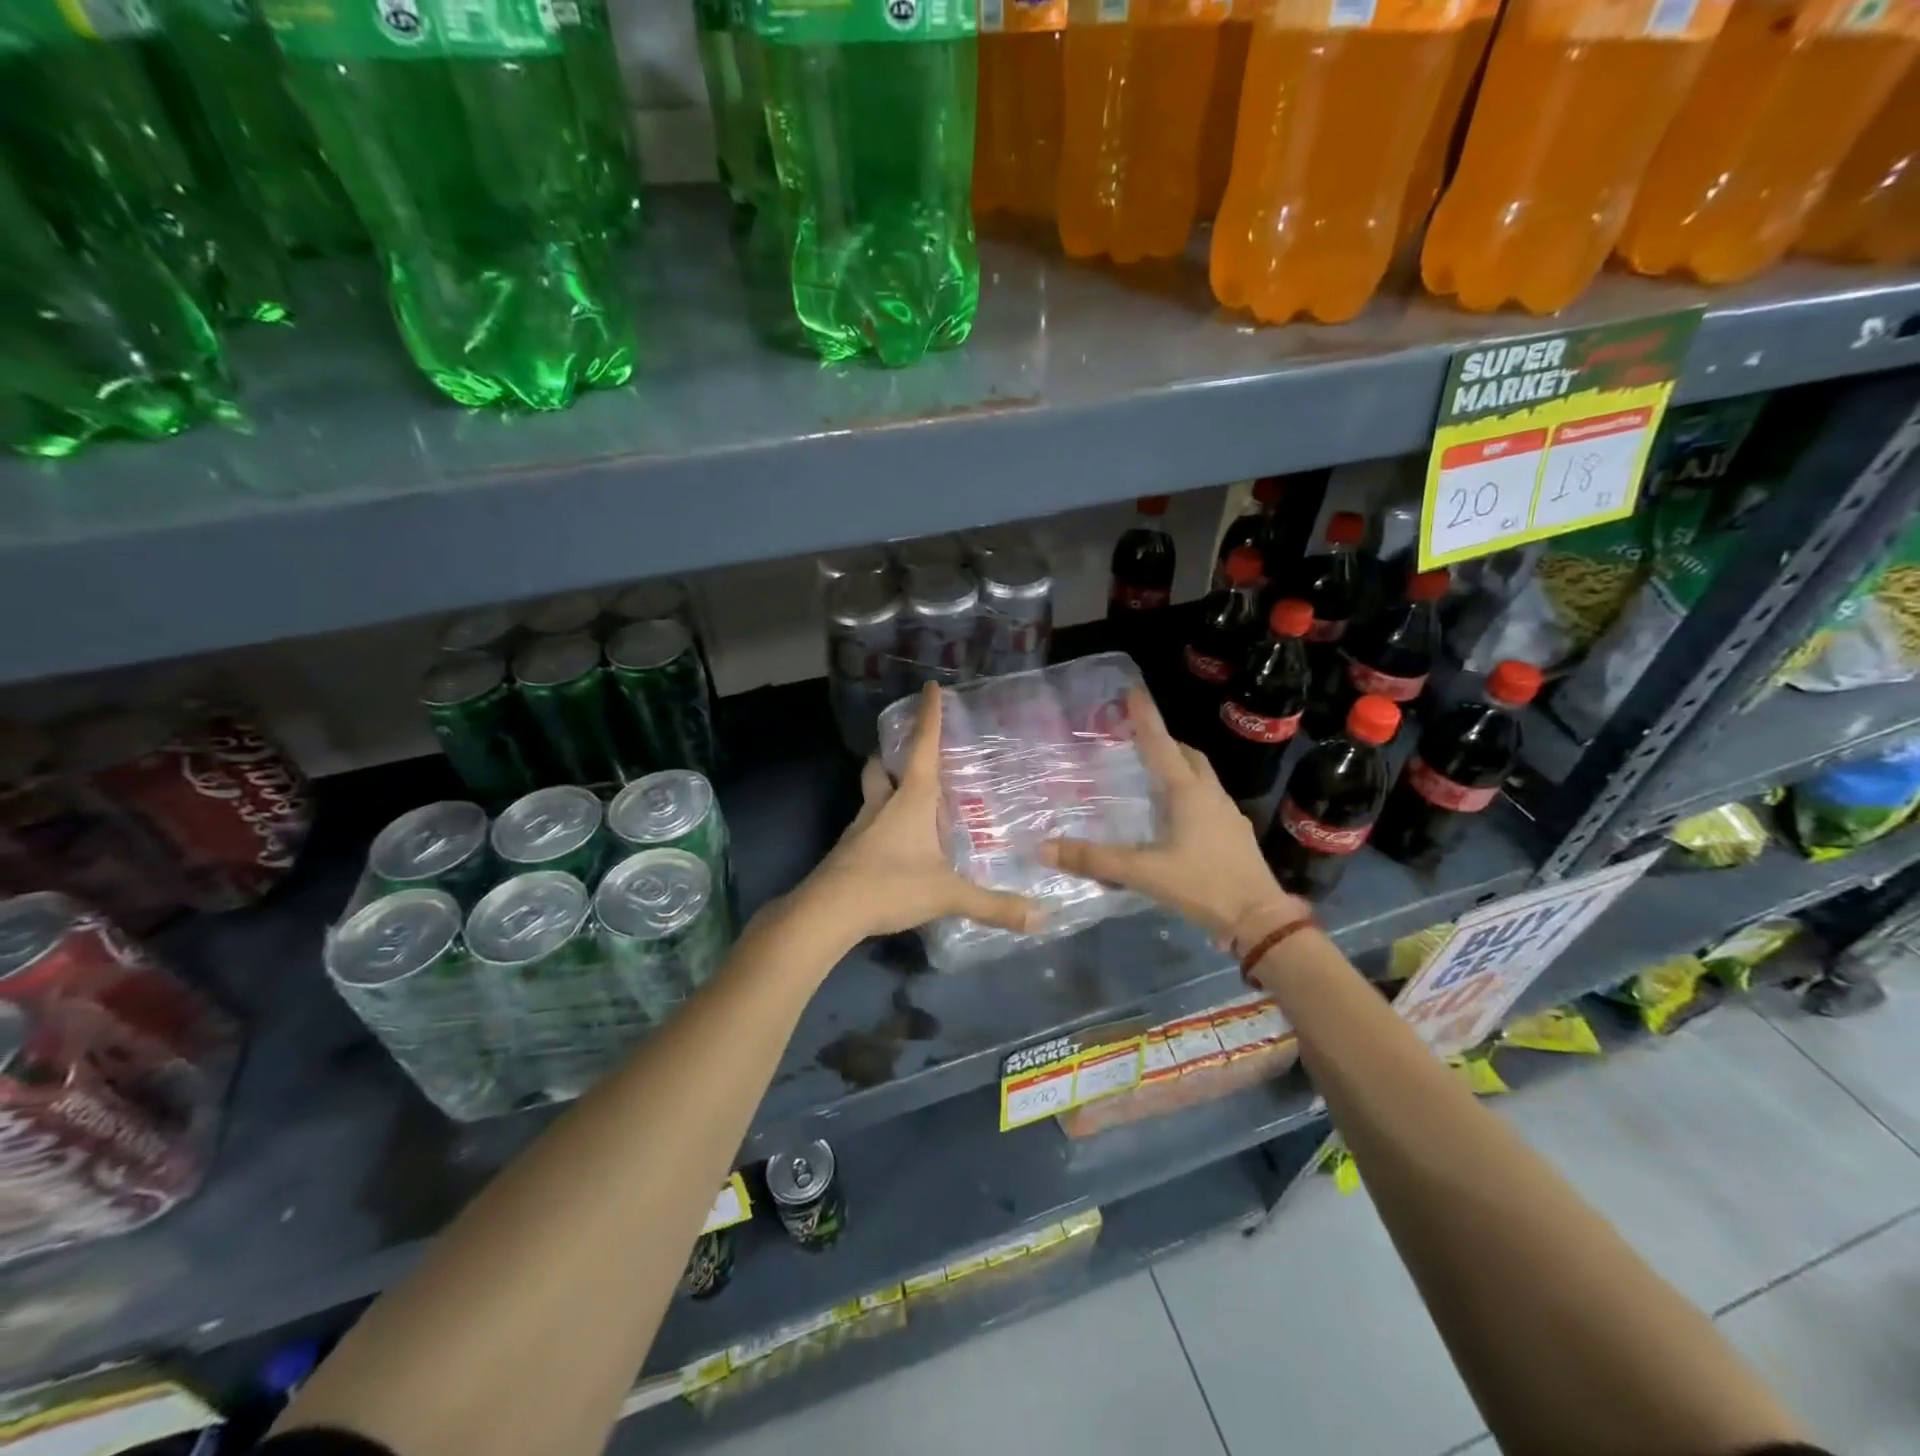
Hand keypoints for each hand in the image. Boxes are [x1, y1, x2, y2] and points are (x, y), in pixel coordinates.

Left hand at [798, 684, 1039, 943]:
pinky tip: (897, 844)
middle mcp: (883, 804)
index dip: (929, 716)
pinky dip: (882, 823)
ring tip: (909, 800)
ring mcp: (861, 827)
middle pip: (881, 766)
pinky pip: (868, 825)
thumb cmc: (891, 885)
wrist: (828, 911)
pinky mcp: (849, 850)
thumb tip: (1042, 918)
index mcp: (911, 799)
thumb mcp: (947, 894)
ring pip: (871, 795)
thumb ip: (994, 905)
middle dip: (891, 754)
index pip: (923, 746)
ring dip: (886, 789)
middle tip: (909, 754)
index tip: (930, 687)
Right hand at [1040, 688, 1303, 947]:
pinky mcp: (1233, 834)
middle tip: (1139, 739)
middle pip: (1188, 756)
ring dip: (1179, 767)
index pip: (1161, 744)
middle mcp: (1210, 795)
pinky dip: (1188, 793)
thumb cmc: (1202, 885)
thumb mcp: (1143, 873)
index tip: (1133, 690)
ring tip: (1153, 775)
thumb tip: (1044, 848)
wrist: (1259, 918)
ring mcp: (1226, 814)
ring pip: (1201, 777)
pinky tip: (1175, 817)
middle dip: (1164, 741)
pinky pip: (1207, 800)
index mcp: (1188, 793)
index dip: (1145, 717)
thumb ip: (1095, 860)